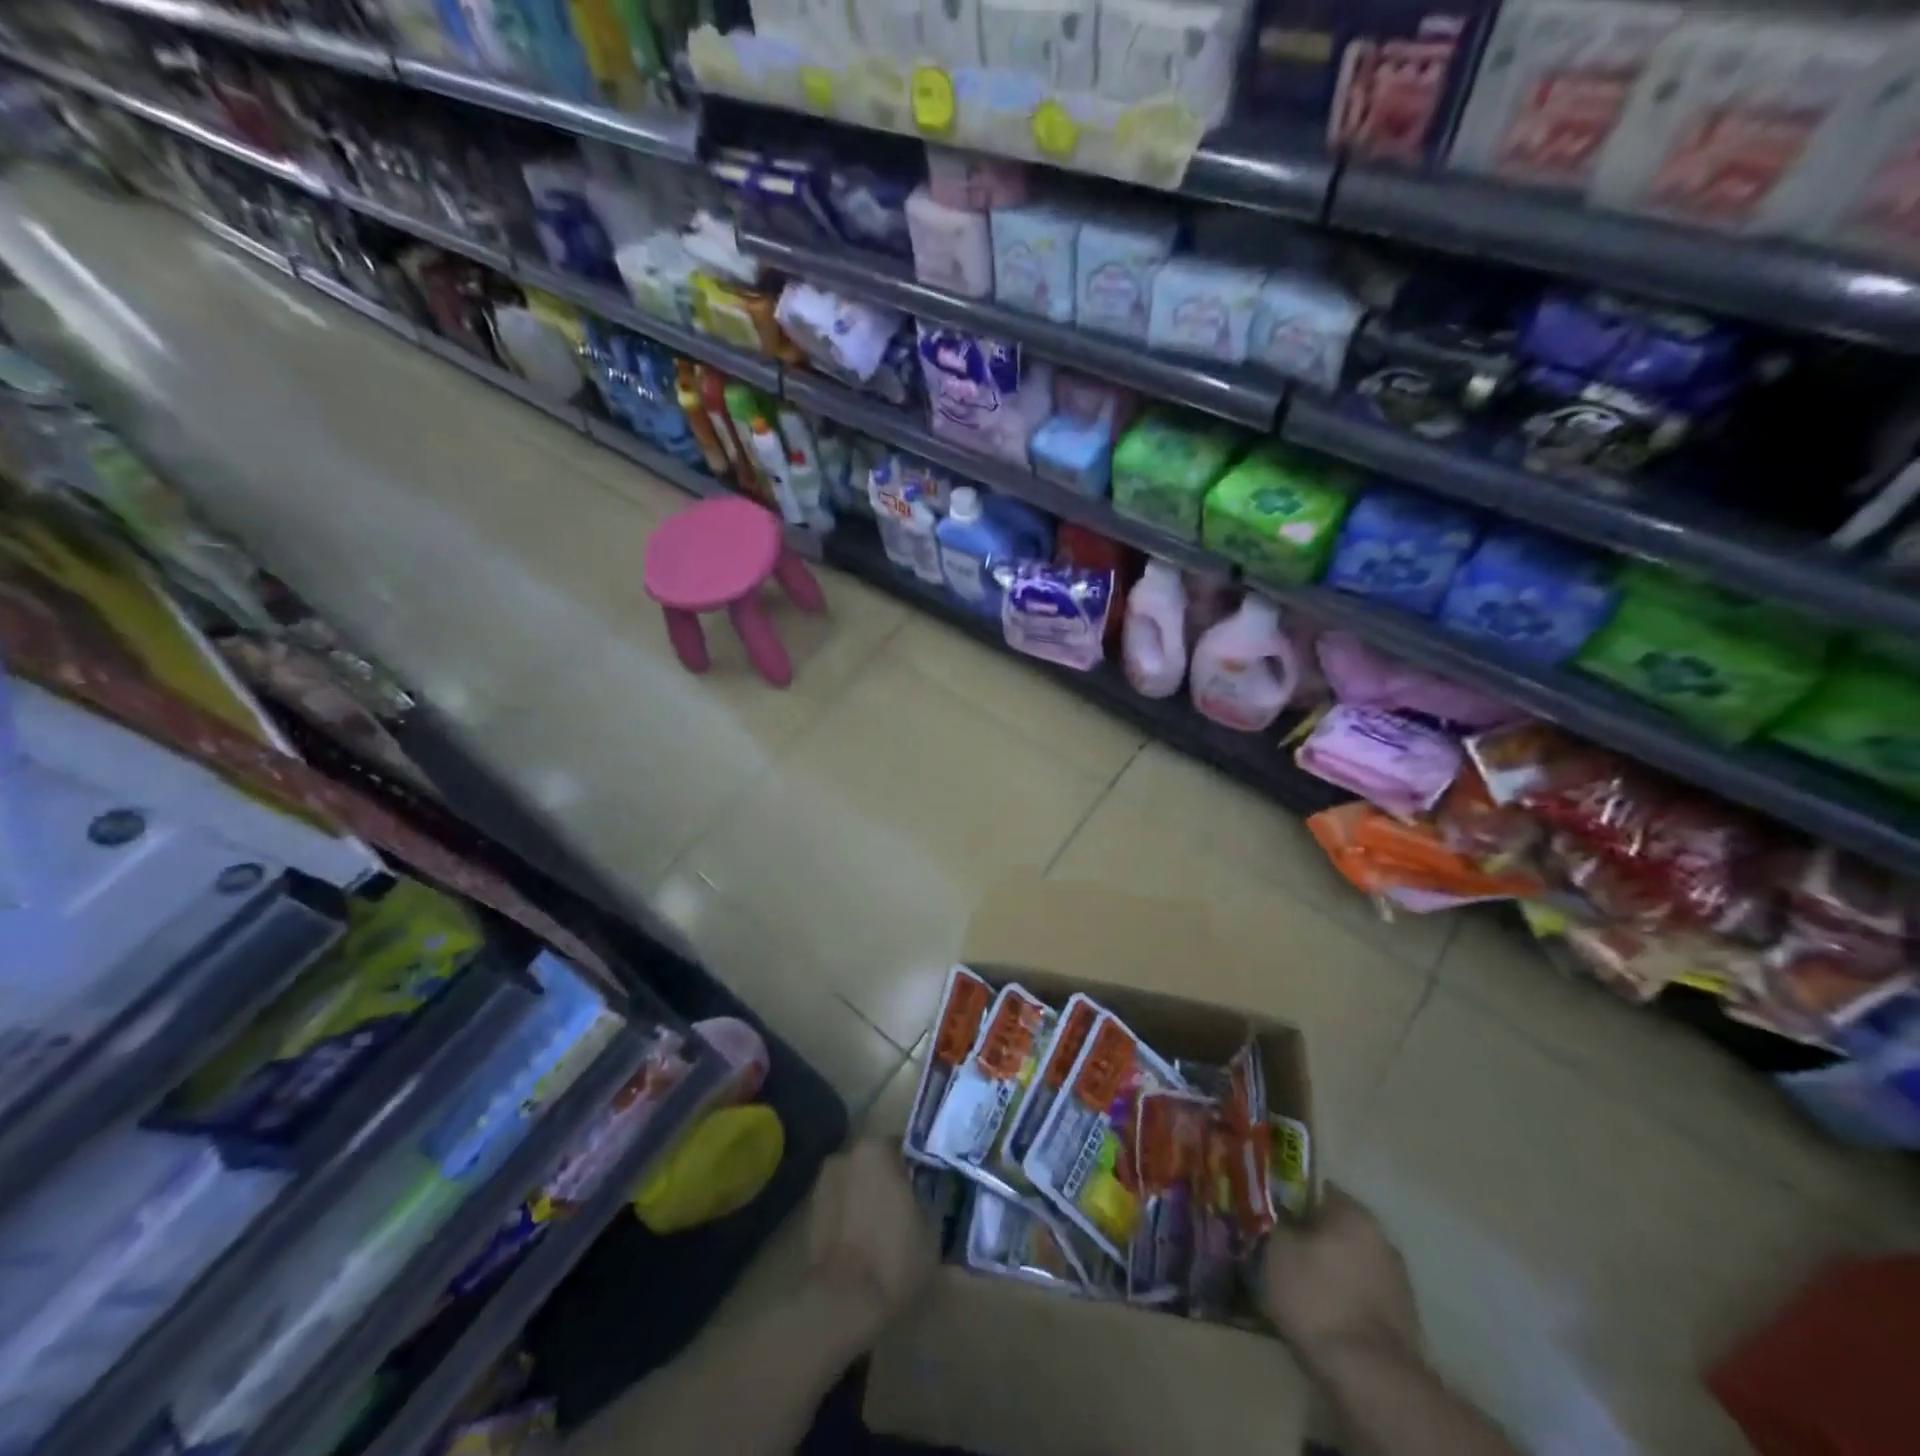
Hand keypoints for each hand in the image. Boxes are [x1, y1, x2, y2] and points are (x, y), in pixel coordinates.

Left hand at [806, 1140, 936, 1340]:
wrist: (842, 1303)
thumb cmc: (894, 1257)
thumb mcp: (931, 1226)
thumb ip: (930, 1196)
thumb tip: (930, 1190)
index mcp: (876, 1148)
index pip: (904, 1147)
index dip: (917, 1168)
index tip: (927, 1188)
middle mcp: (846, 1154)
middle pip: (876, 1162)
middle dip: (890, 1179)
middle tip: (908, 1207)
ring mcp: (823, 1181)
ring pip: (856, 1181)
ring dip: (868, 1194)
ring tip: (884, 1227)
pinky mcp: (809, 1211)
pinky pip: (841, 1203)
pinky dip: (851, 1213)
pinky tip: (864, 1240)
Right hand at [1261, 1184, 1422, 1373]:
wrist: (1370, 1377)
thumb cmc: (1317, 1298)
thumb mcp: (1277, 1250)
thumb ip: (1277, 1223)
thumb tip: (1278, 1218)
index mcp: (1354, 1214)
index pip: (1318, 1190)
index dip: (1291, 1199)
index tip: (1271, 1214)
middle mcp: (1382, 1239)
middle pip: (1337, 1228)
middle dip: (1312, 1236)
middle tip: (1281, 1249)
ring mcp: (1398, 1283)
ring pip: (1351, 1263)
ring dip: (1330, 1270)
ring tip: (1299, 1286)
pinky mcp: (1403, 1321)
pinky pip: (1362, 1296)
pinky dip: (1344, 1299)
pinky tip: (1323, 1314)